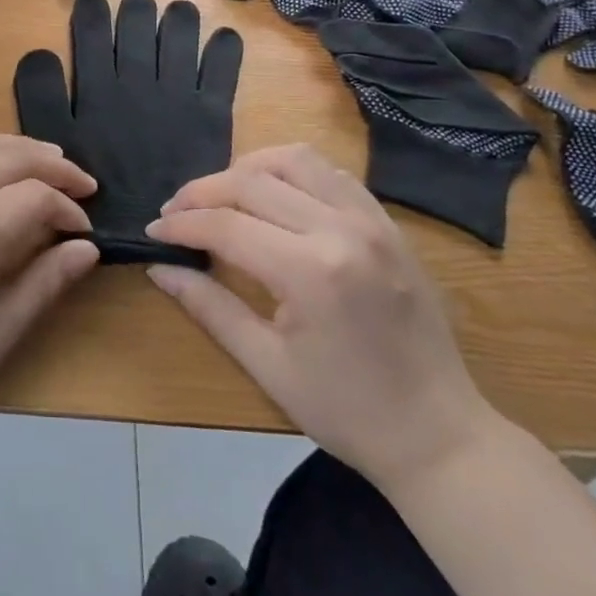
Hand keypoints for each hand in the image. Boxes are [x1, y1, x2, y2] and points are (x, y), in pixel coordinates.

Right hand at [145, 144, 496, 490]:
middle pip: (252, 181)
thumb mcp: (267, 365)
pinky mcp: (388, 223)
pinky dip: (292, 171)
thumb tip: (159, 268)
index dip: (181, 223)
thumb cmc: (347, 411)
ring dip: (247, 168)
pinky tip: (273, 194)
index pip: (226, 225)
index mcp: (311, 272)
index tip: (153, 231)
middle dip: (203, 191)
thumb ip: (209, 307)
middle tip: (175, 211)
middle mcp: (342, 230)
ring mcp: (372, 221)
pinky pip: (331, 172)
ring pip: (293, 159)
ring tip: (222, 195)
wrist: (441, 436)